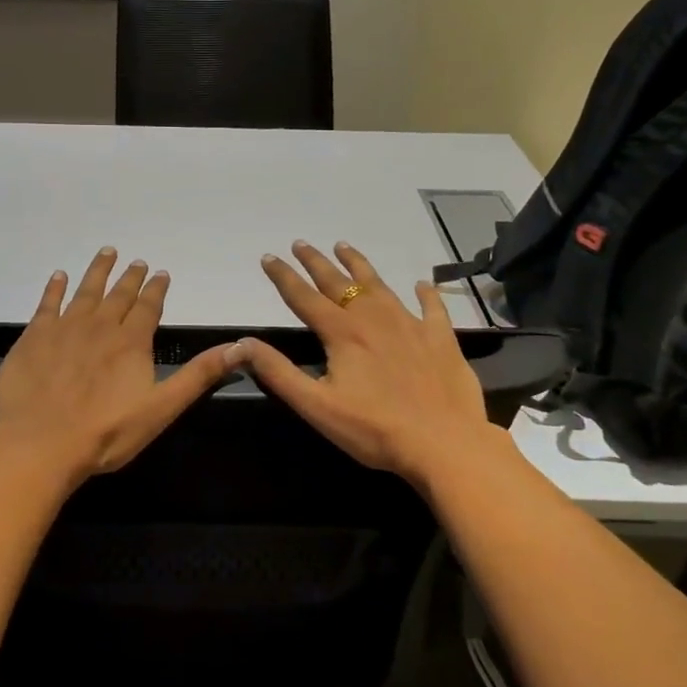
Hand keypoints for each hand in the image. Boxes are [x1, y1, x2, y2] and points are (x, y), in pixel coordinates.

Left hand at [0, 248, 234, 483]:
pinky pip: (48, 304)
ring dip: (98, 271)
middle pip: (118, 295)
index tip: (160, 273)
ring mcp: (64, 328)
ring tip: (106, 252)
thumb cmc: (106, 432)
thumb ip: (198, 376)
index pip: (148, 307)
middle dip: (130, 277)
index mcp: (131, 342)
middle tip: (136, 261)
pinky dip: (55, 288)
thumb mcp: (161, 408)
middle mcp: (99, 326)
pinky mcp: (34, 337)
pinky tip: (59, 276)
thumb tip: (239, 347)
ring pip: (85, 291)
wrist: (40, 443)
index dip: (156, 289)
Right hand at [231, 241, 502, 483]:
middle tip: (301, 243)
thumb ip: (278, 372)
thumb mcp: (316, 405)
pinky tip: (421, 284)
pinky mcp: (441, 338)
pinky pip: (432, 308)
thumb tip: (242, 343)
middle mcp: (374, 319)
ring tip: (344, 246)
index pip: (304, 297)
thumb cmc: (374, 429)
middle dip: (317, 262)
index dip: (283, 277)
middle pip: (339, 283)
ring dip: (359, 265)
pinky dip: (425, 293)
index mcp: (342, 334)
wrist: (444, 443)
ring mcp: (411, 325)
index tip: (268, 257)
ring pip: (379, 286)